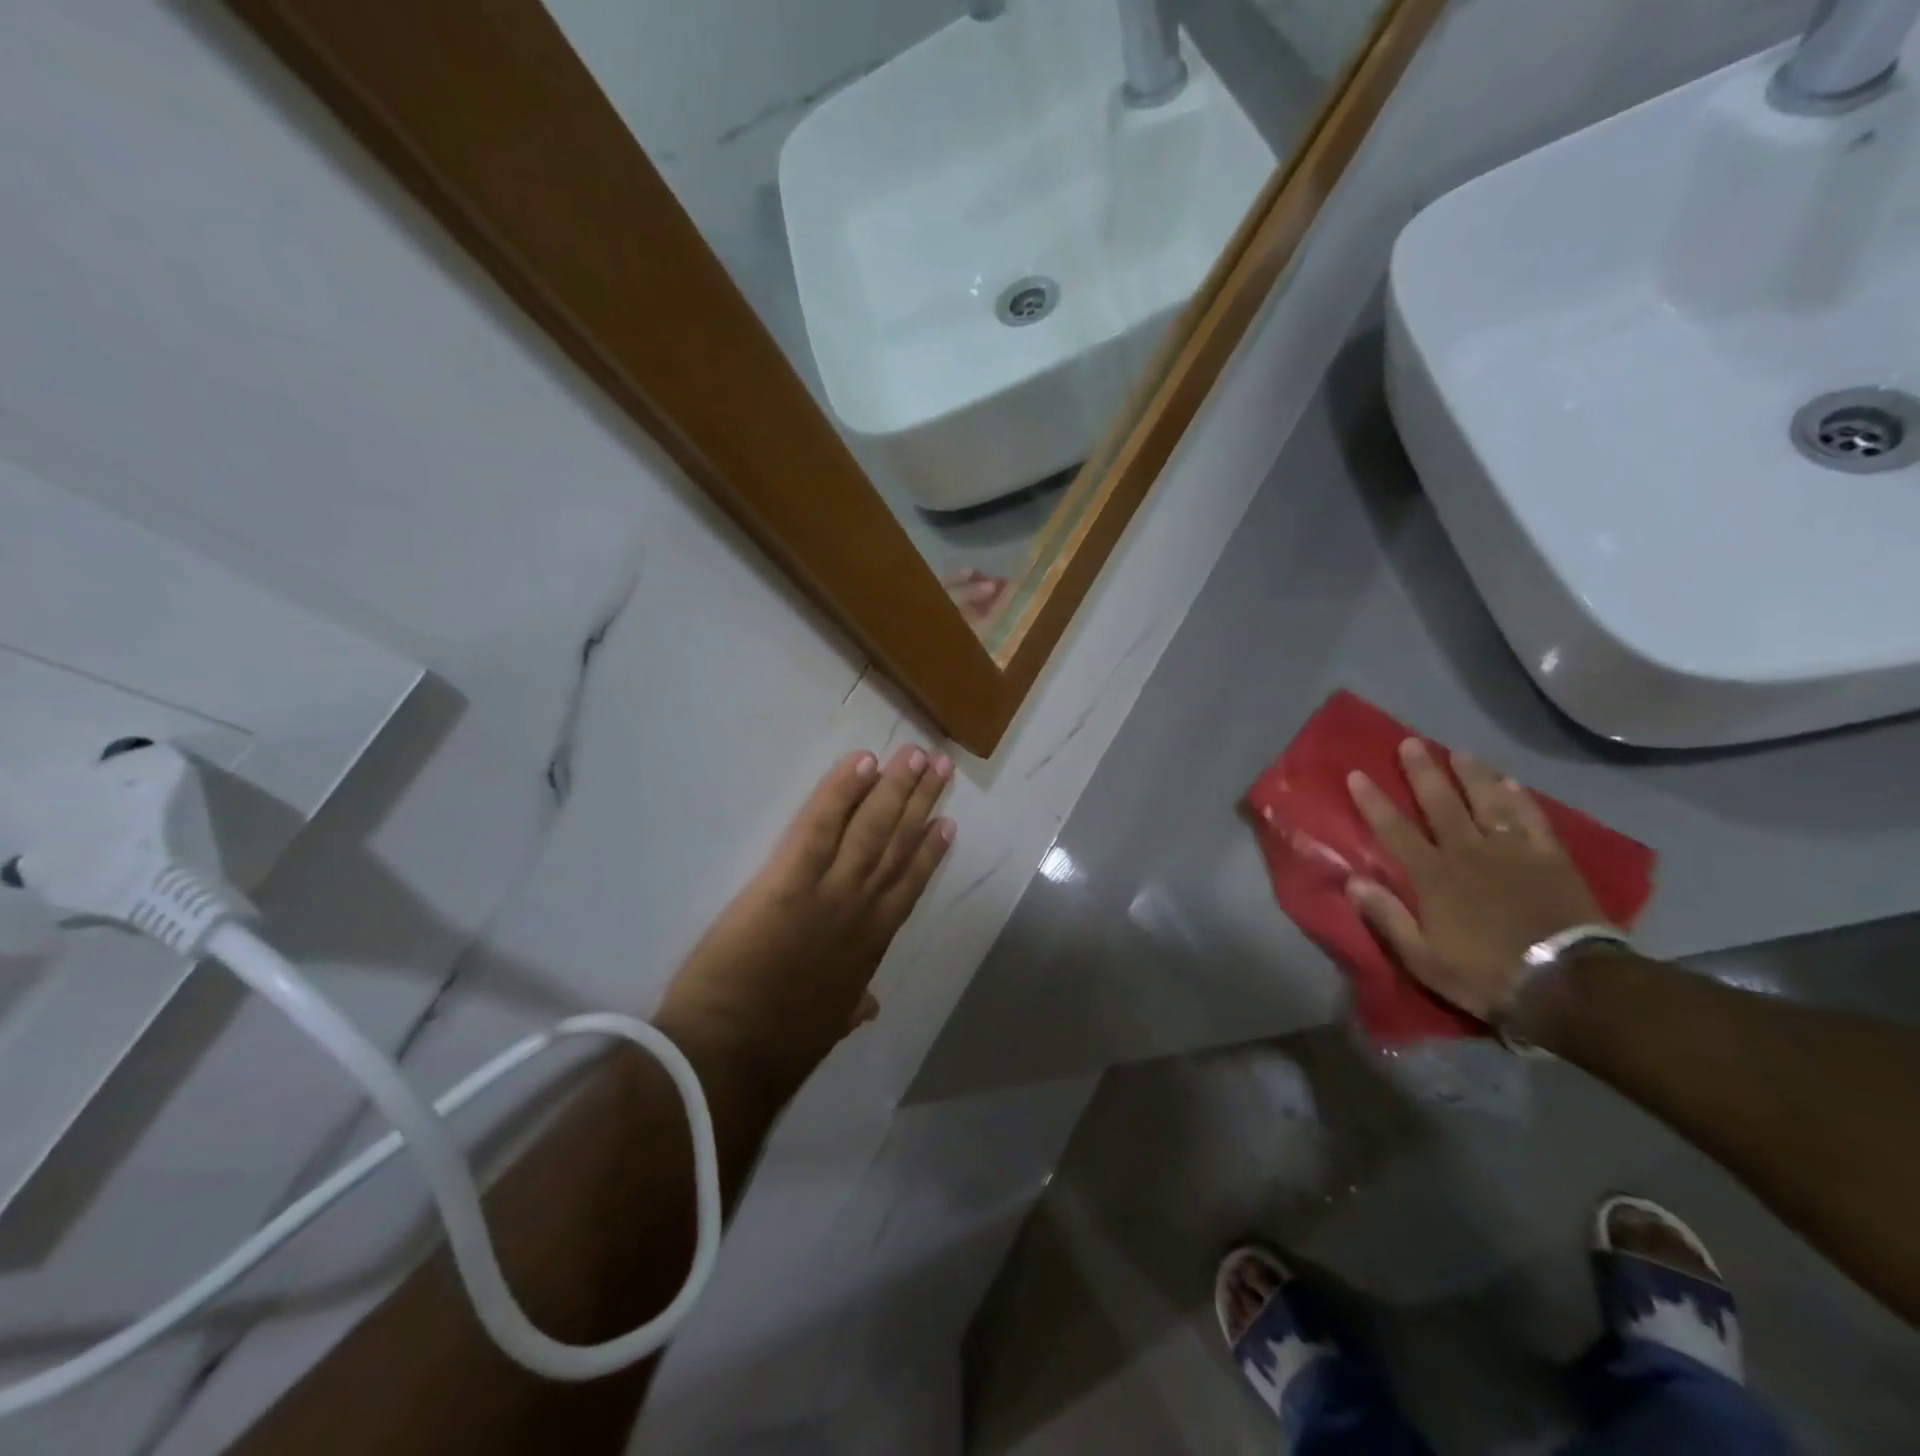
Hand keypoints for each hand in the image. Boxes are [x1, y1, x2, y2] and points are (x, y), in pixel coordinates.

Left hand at [656, 746, 953, 1097]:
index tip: (946, 823)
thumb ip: (852, 1006)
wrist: (731, 1055)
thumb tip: (870, 1006)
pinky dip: (842, 792)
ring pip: (871, 828)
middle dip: (921, 802)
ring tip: (915, 754)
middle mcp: (861, 909)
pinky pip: (820, 826)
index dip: (929, 852)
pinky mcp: (789, 879)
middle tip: (940, 766)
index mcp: (871, 944)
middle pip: (898, 844)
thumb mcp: (830, 1026)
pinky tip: (862, 763)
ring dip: (896, 787)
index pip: (908, 885)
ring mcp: (829, 891)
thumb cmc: (778, 1043)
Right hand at [1345, 739, 1604, 1021]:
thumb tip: (1353, 880)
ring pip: (1487, 802)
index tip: (1357, 774)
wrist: (1568, 984)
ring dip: (1471, 775)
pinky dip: (1520, 798)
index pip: (1394, 830)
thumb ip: (1387, 917)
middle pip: (1441, 804)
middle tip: (1410, 742)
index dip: (1374, 802)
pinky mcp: (1550, 858)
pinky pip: (1531, 819)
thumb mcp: (1422, 958)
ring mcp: (1512, 852)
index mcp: (1433, 877)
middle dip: (1422, 772)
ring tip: (1459, 751)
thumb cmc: (1485, 973)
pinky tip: (1510, 782)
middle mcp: (1468, 853)